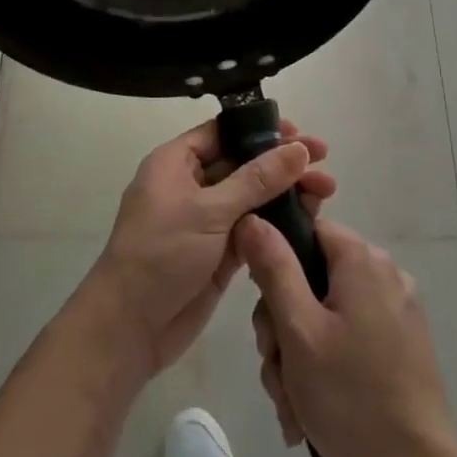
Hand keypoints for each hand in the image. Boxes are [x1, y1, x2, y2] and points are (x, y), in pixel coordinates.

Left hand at [86, 119, 334, 377]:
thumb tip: (298, 149)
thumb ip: (257, 180)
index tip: (299, 133)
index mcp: (176, 162)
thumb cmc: (161, 254)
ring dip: (286, 193)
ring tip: (326, 192)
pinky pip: (255, 228)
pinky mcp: (220, 252)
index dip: (261, 129)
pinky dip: (278, 223)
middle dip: (282, 162)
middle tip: (325, 162)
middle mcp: (191, 185)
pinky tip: (309, 220)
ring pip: (253, 197)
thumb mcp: (209, 211)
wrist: (130, 327)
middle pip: (244, 163)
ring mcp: (206, 220)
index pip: (223, 132)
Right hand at [239, 216, 456, 456]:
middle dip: (283, 327)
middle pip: (311, 278)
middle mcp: (385, 275)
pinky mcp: (403, 345)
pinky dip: (326, 367)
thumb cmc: (351, 398)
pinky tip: (311, 411)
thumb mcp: (298, 330)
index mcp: (362, 260)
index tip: (267, 313)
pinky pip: (349, 339)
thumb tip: (252, 217)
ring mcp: (398, 312)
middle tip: (277, 370)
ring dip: (298, 356)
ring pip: (325, 315)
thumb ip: (273, 268)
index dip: (276, 264)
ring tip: (292, 405)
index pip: (306, 231)